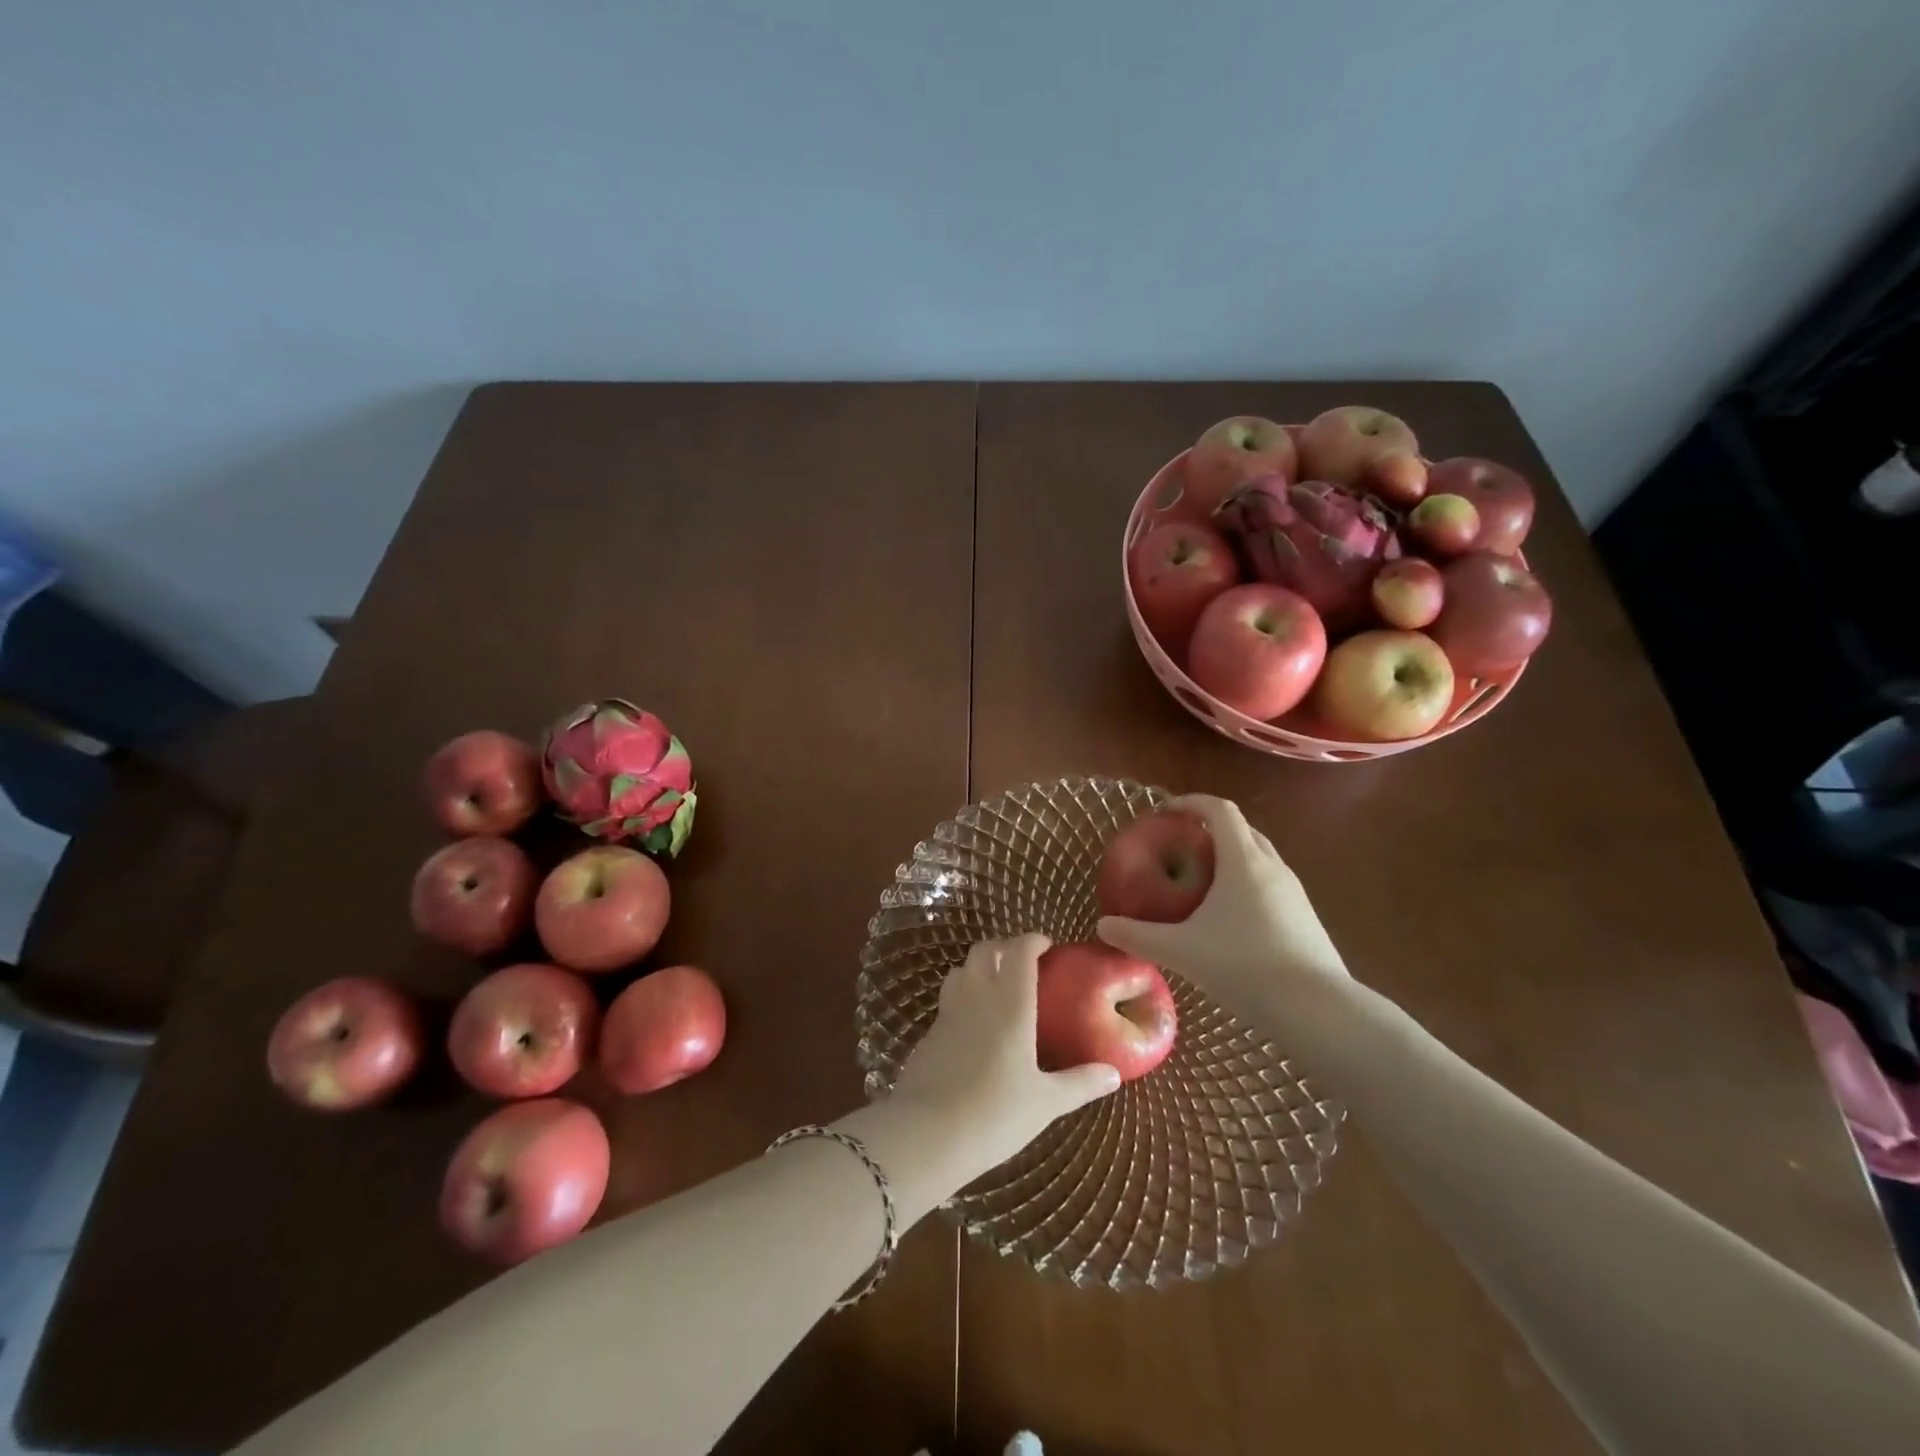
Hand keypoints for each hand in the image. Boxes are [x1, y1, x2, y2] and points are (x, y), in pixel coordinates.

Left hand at [890, 935, 1120, 1177]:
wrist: (926, 1135)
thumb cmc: (995, 1114)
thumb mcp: (1046, 1103)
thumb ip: (1080, 1083)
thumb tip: (1114, 1074)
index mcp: (1010, 1004)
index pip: (1019, 951)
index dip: (1032, 940)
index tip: (1047, 946)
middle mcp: (977, 996)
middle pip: (984, 950)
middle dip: (1004, 947)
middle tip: (1024, 964)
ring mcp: (948, 1012)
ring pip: (961, 969)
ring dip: (979, 967)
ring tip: (998, 987)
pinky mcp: (929, 1032)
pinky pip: (948, 998)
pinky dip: (963, 995)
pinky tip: (975, 1024)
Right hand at [1097, 795, 1348, 1024]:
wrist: (1317, 1009)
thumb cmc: (1245, 966)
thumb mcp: (1182, 951)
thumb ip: (1138, 936)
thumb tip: (1102, 925)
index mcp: (1243, 861)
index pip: (1219, 810)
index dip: (1192, 803)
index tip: (1166, 812)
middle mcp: (1272, 866)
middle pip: (1242, 829)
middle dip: (1211, 829)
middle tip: (1181, 846)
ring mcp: (1295, 892)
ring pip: (1260, 857)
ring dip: (1232, 857)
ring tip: (1204, 881)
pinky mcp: (1306, 917)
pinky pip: (1271, 884)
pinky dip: (1247, 883)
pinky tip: (1231, 918)